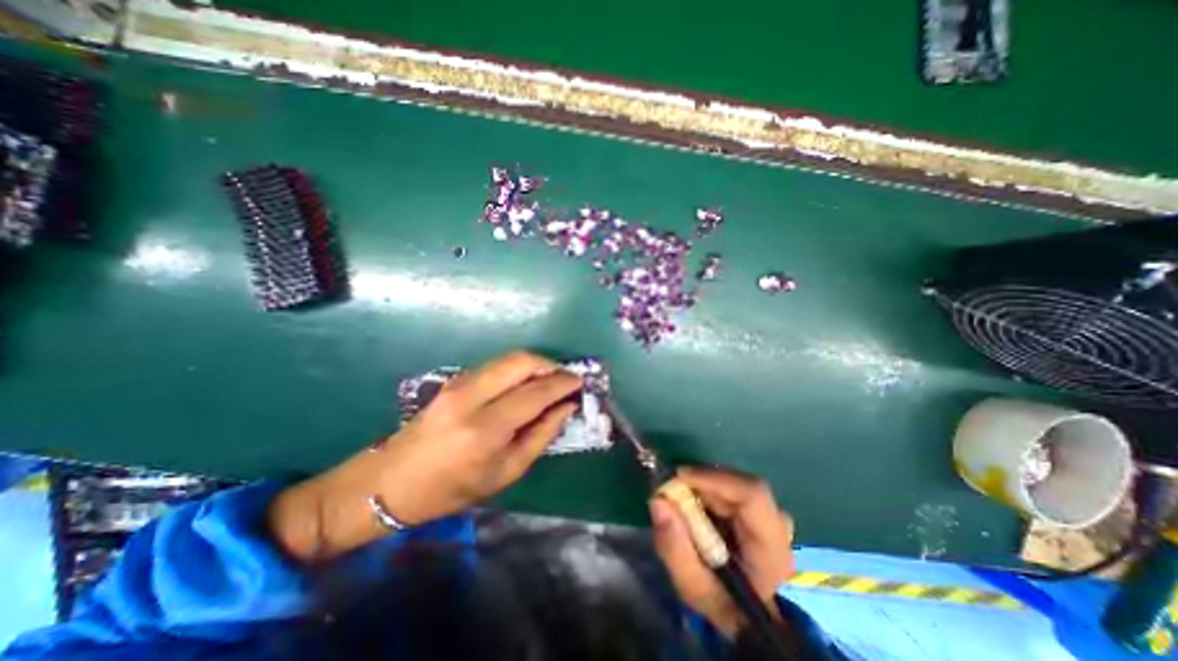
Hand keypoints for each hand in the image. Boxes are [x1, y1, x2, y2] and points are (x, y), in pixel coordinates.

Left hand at [270, 352, 578, 561]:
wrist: (390, 482)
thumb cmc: (452, 489)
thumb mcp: (505, 472)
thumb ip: (541, 436)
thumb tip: (566, 408)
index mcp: (485, 428)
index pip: (536, 392)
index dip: (563, 383)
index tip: (579, 383)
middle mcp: (472, 396)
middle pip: (521, 361)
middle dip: (550, 364)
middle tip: (565, 379)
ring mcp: (459, 383)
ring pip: (509, 358)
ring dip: (535, 364)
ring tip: (549, 380)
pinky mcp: (454, 379)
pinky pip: (496, 365)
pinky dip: (517, 369)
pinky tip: (524, 384)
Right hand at [649, 467, 795, 637]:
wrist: (742, 615)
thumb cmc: (720, 602)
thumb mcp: (692, 586)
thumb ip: (674, 547)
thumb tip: (658, 501)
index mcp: (772, 549)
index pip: (752, 494)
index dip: (714, 478)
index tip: (679, 476)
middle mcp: (778, 525)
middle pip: (739, 484)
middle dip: (702, 483)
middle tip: (672, 491)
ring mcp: (771, 514)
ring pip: (734, 482)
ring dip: (704, 486)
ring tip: (682, 501)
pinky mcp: (760, 509)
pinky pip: (731, 486)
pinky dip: (708, 489)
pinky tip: (695, 504)